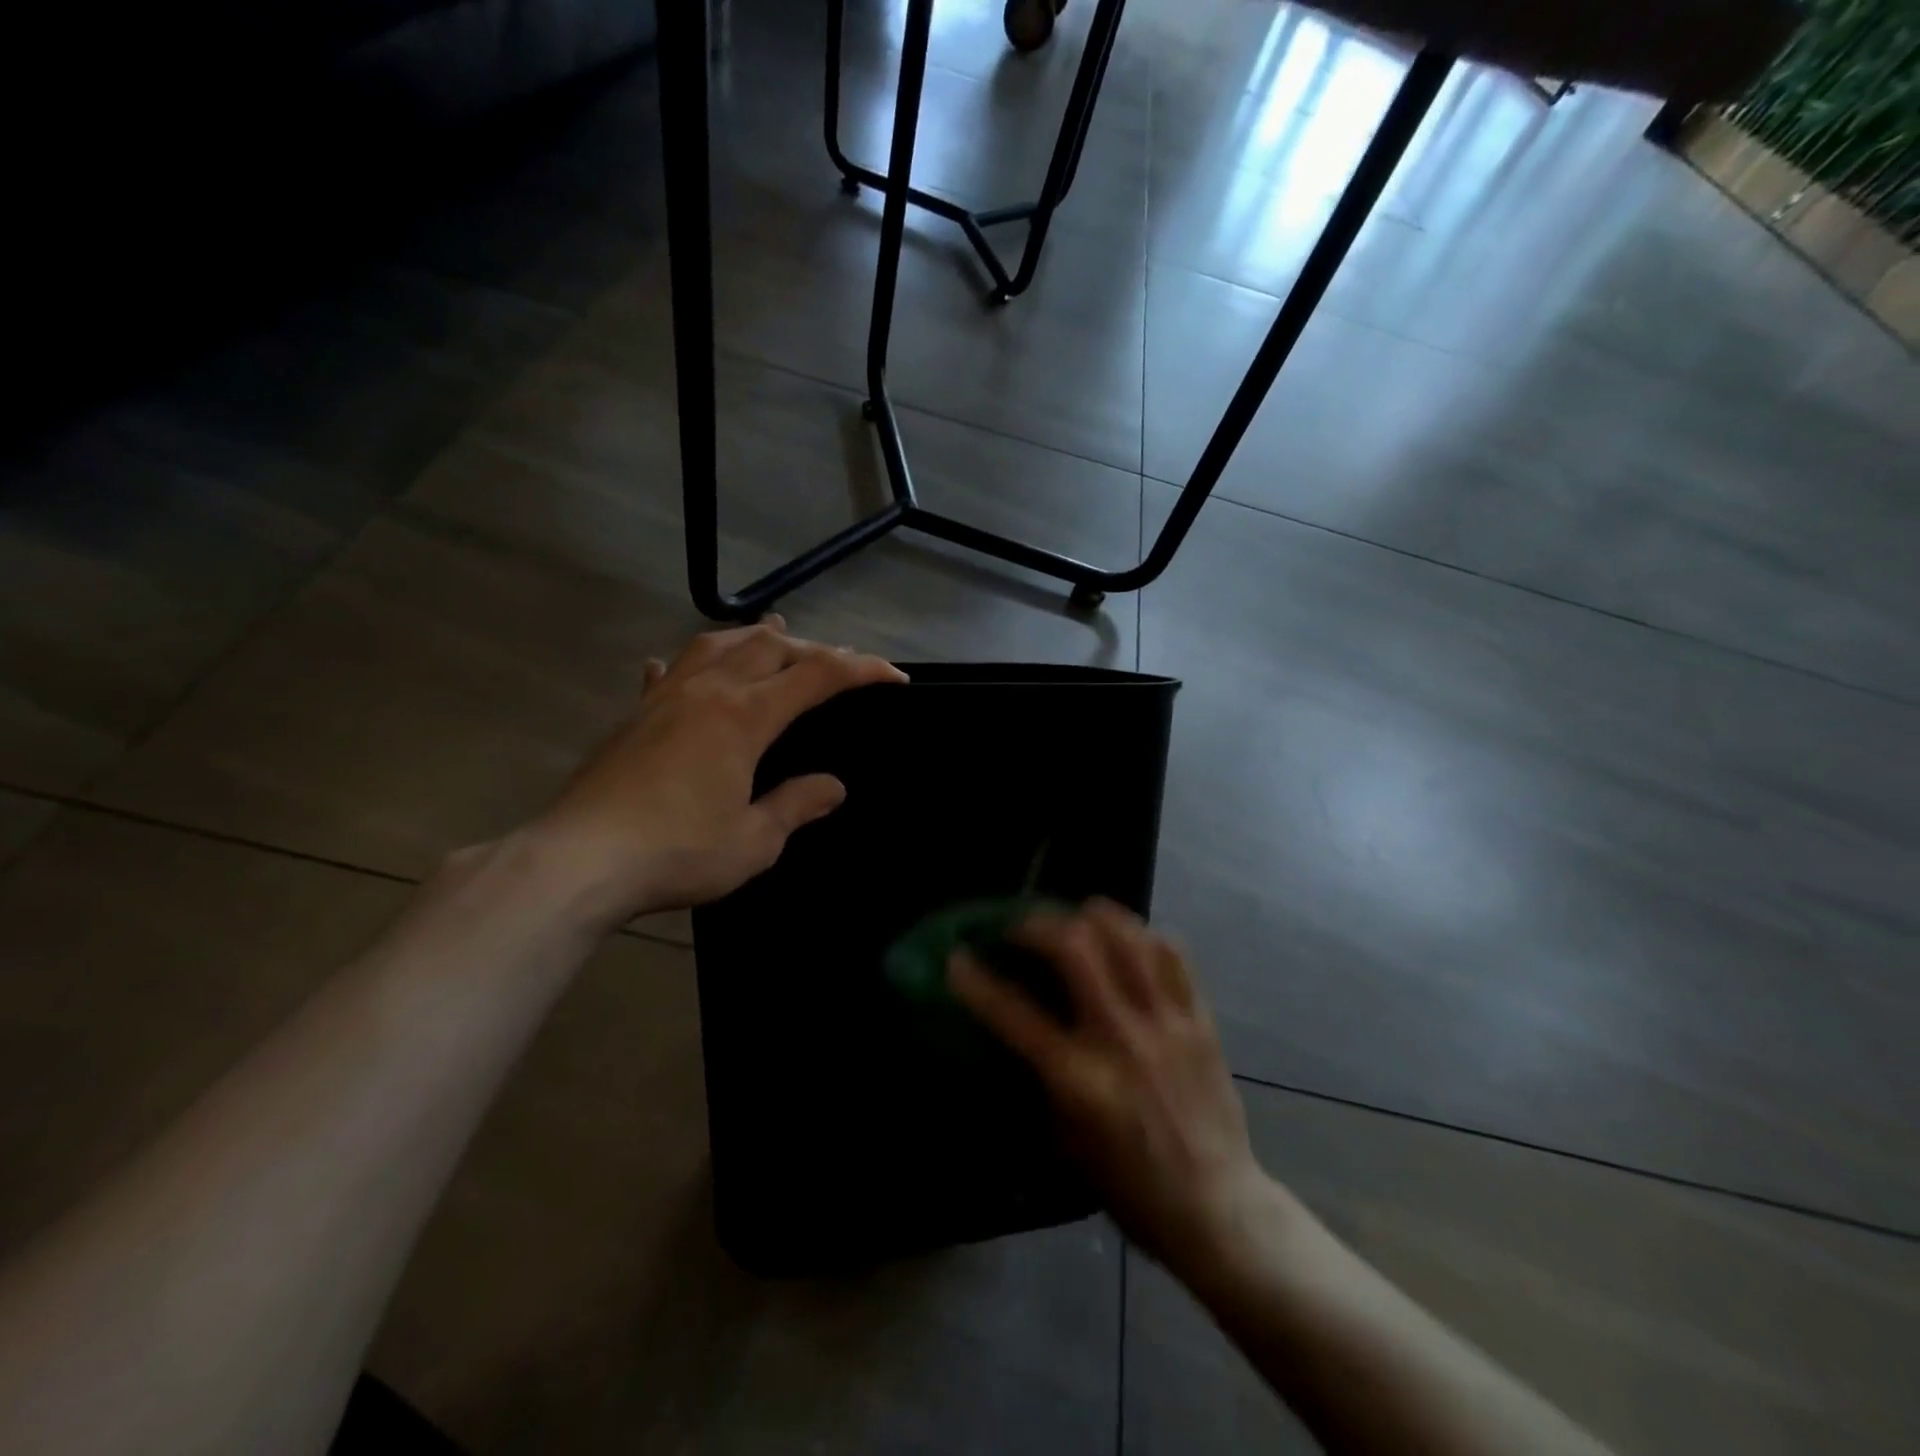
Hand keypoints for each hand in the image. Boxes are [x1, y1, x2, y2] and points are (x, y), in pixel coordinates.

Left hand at [519, 619, 906, 929]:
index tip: (894, 677)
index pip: (818, 675)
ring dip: (753, 638)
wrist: (580, 860)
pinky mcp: (633, 716)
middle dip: (812, 649)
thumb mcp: (754, 840)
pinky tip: (680, 669)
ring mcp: (664, 697)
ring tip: (773, 637)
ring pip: (716, 644)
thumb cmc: (677, 851)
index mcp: (745, 715)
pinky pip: (668, 673)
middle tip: (839, 663)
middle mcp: (708, 691)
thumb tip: (832, 787)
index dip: (863, 670)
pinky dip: (688, 664)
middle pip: (769, 646)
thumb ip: (796, 805)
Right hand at [950, 901, 1273, 1279]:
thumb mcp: (1066, 1141)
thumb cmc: (1131, 1187)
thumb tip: (1017, 1035)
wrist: (1217, 1209)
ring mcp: (1165, 1023)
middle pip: (1075, 947)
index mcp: (1079, 1078)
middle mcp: (1120, 1037)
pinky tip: (1129, 939)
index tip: (957, 957)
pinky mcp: (1199, 1021)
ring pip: (1127, 937)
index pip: (1014, 1013)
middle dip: (1038, 925)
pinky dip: (1143, 936)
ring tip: (1075, 917)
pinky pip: (1173, 956)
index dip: (976, 981)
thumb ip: (1040, 1080)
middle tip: (1023, 929)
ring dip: (1093, 916)